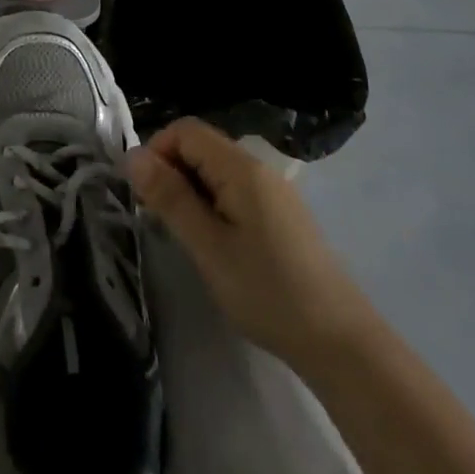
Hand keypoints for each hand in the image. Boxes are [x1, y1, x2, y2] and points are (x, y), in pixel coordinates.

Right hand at [127, 118, 369, 369]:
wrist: (341, 343)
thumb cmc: (267, 292)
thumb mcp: (208, 246)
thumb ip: (170, 197)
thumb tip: (133, 155)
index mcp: (242, 168)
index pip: (186, 130)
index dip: (156, 151)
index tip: (144, 195)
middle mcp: (259, 169)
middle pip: (201, 146)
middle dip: (170, 172)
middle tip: (158, 219)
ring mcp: (274, 193)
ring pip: (216, 171)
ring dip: (190, 191)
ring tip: (184, 236)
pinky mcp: (282, 216)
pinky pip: (235, 191)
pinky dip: (212, 205)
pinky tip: (214, 244)